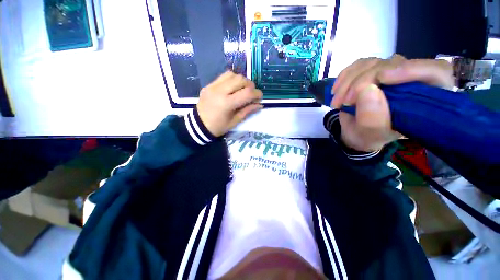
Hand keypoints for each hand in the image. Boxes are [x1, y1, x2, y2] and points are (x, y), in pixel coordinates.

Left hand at [197, 71, 262, 136]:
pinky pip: (223, 76)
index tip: (260, 97)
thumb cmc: (218, 127)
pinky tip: (233, 87)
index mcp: (227, 104)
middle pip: (241, 79)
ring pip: (232, 74)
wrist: (198, 125)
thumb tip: (259, 104)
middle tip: (251, 93)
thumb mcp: (234, 121)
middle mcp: (220, 91)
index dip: (257, 94)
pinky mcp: (209, 84)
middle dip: (250, 85)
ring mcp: (213, 86)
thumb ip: (247, 111)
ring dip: (241, 80)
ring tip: (243, 89)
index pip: (247, 93)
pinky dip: (232, 79)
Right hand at [331, 54, 454, 151]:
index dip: (413, 69)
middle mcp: (410, 80)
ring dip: (348, 81)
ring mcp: (390, 73)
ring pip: (372, 62)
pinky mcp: (372, 70)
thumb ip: (373, 119)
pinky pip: (358, 64)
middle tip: (345, 101)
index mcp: (424, 100)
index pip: (436, 72)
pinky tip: (336, 90)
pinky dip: (344, 76)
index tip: (383, 78)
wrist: (354, 132)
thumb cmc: (367, 136)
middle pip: (394, 64)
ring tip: (337, 102)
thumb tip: (367, 90)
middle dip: (364, 81)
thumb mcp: (370, 135)